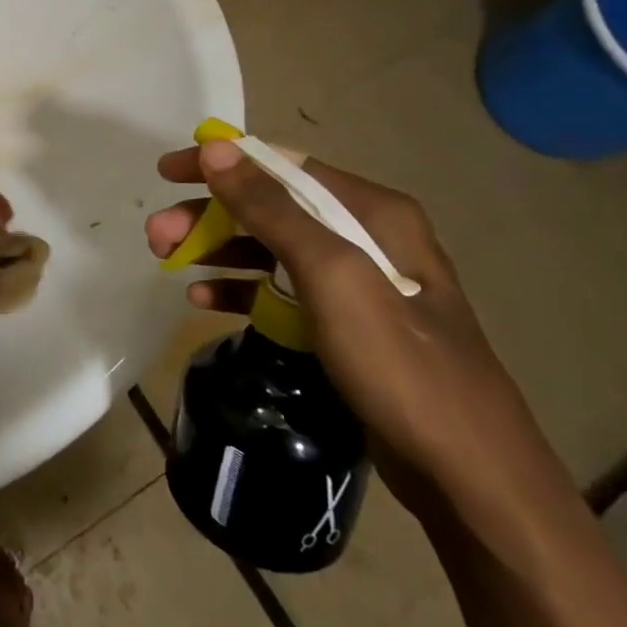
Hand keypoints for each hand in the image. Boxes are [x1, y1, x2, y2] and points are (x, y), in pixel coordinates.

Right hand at [145, 140, 551, 510]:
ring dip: (216, 249)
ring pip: (269, 248)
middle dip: (208, 215)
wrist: (470, 477)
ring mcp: (356, 283)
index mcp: (372, 211)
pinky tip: (204, 300)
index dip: (220, 163)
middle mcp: (365, 235)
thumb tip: (215, 148)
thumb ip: (271, 208)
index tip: (167, 173)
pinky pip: (280, 291)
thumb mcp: (331, 276)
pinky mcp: (345, 324)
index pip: (281, 164)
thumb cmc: (400, 364)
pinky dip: (241, 289)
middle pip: (269, 207)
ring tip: (167, 261)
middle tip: (156, 234)